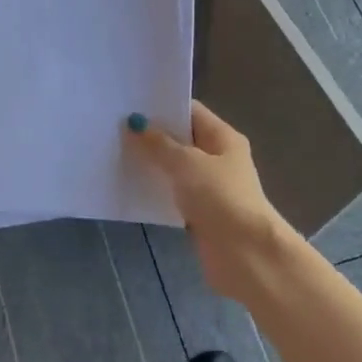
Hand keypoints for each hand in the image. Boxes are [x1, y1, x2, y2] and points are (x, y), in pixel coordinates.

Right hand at [125, 101, 293, 302]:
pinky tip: (130, 184)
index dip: (162, 107)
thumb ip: (158, 144)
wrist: (246, 256)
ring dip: (151, 162)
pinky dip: (156, 188)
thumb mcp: (186, 163)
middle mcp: (218, 158)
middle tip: (114, 128)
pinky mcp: (200, 212)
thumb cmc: (221, 198)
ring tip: (115, 152)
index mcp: (223, 137)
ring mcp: (210, 186)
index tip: (129, 104)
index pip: (190, 111)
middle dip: (151, 135)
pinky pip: (173, 192)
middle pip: (181, 139)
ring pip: (175, 167)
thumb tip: (134, 124)